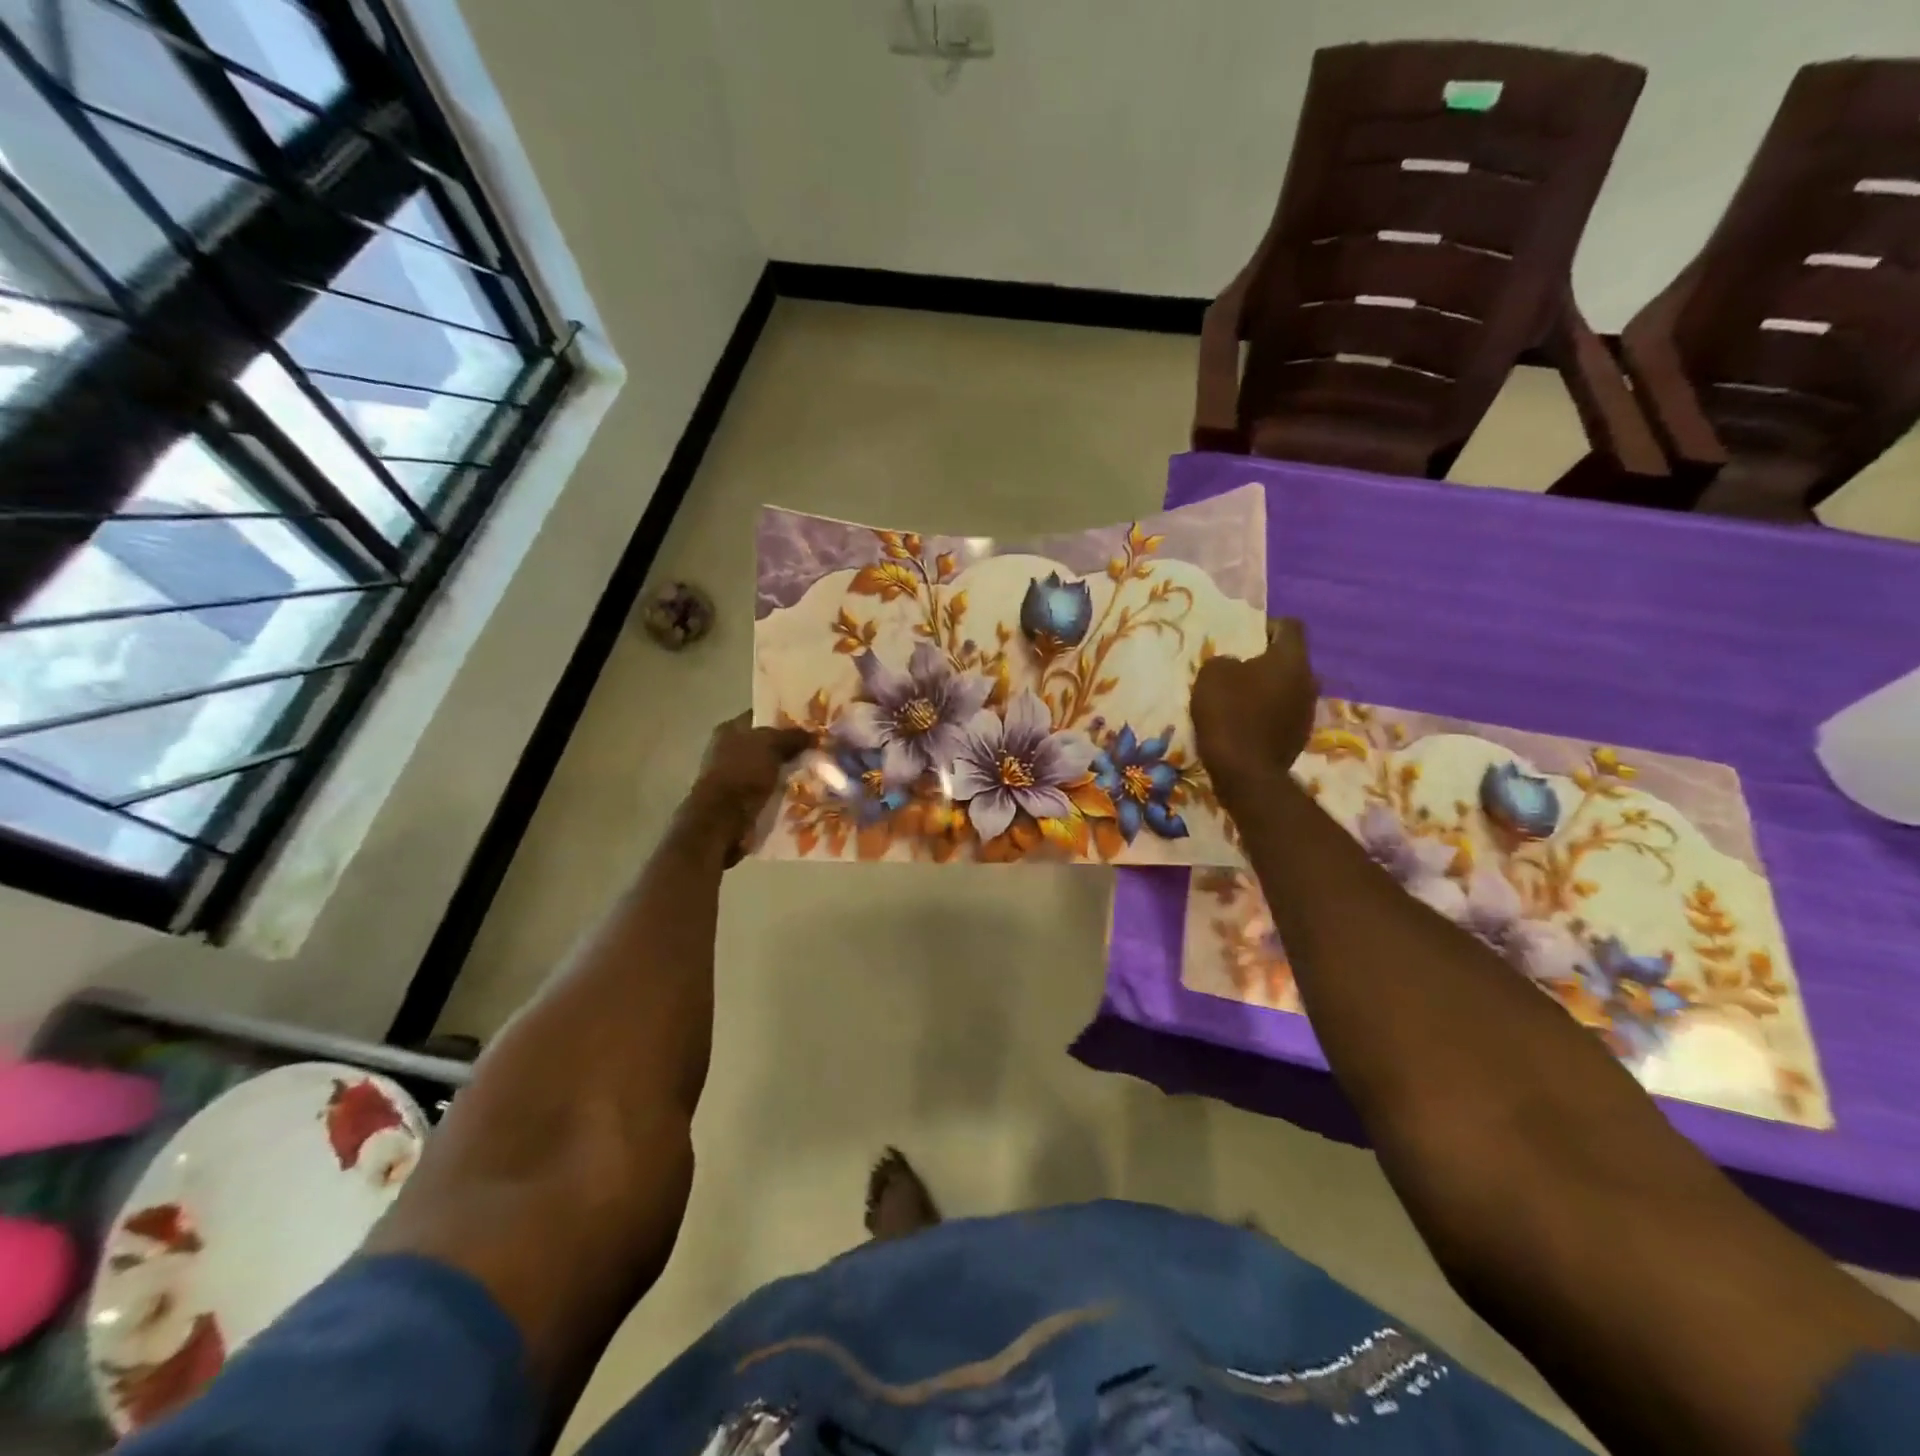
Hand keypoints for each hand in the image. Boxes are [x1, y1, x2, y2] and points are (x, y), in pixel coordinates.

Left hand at [682, 714, 812, 862]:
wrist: (722, 819)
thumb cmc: (743, 773)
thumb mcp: (771, 746)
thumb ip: (792, 736)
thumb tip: (814, 734)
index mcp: (730, 729)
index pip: (762, 716)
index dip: (786, 719)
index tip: (811, 725)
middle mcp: (728, 750)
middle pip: (766, 744)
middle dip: (790, 749)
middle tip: (818, 752)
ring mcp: (732, 776)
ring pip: (769, 770)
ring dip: (787, 774)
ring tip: (815, 776)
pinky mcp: (738, 801)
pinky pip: (766, 792)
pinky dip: (781, 794)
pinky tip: (800, 795)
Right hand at [1191, 617, 1319, 805]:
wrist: (1245, 772)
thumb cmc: (1229, 714)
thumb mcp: (1211, 675)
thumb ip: (1225, 660)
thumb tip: (1235, 666)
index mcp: (1291, 659)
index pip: (1290, 626)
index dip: (1267, 626)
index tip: (1243, 638)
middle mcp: (1308, 681)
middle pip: (1290, 660)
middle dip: (1266, 661)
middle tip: (1238, 670)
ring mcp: (1308, 712)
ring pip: (1288, 688)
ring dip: (1268, 690)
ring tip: (1239, 700)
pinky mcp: (1300, 737)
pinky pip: (1284, 714)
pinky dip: (1268, 714)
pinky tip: (1245, 725)